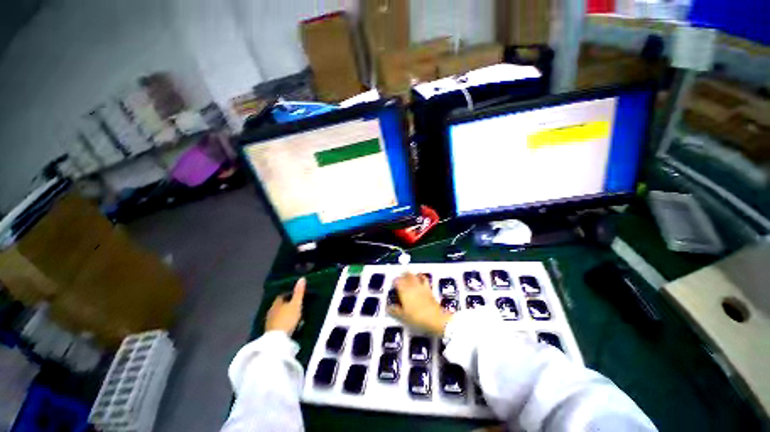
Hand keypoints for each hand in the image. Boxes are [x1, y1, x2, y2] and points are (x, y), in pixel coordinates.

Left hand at [265, 278, 305, 335]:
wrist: (277, 340)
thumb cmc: (287, 319)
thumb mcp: (296, 304)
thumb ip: (299, 292)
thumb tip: (302, 278)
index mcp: (277, 302)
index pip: (283, 294)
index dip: (290, 293)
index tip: (297, 293)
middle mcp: (271, 309)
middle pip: (281, 304)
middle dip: (288, 303)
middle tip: (297, 304)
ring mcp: (269, 320)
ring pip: (279, 313)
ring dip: (285, 313)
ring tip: (295, 314)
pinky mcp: (270, 330)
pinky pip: (278, 321)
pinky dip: (283, 320)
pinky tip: (289, 323)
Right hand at [388, 273, 451, 335]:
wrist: (435, 318)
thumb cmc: (417, 317)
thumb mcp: (403, 316)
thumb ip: (395, 310)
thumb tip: (388, 307)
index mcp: (404, 291)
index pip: (397, 281)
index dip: (394, 282)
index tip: (392, 285)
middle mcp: (411, 286)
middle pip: (405, 276)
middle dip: (401, 276)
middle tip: (399, 279)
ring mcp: (420, 286)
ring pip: (413, 275)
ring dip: (409, 274)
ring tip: (407, 276)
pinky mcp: (428, 288)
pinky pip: (423, 278)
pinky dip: (420, 276)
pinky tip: (420, 276)